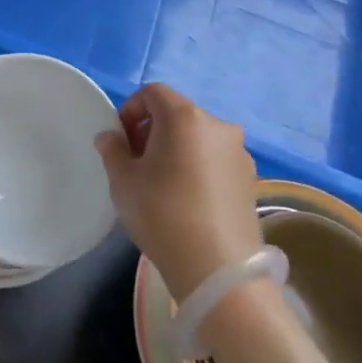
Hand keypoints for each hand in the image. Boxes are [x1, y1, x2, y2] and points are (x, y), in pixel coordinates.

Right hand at [95, 83, 259, 300]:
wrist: (218, 269)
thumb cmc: (162, 214)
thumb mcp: (123, 181)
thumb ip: (113, 150)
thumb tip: (111, 137)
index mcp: (185, 117)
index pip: (153, 93)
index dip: (131, 110)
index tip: (121, 141)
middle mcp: (218, 126)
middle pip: (177, 114)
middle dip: (152, 131)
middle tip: (136, 163)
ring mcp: (239, 153)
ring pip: (198, 138)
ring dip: (176, 149)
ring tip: (162, 185)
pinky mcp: (250, 180)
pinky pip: (215, 160)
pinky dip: (198, 167)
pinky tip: (187, 200)